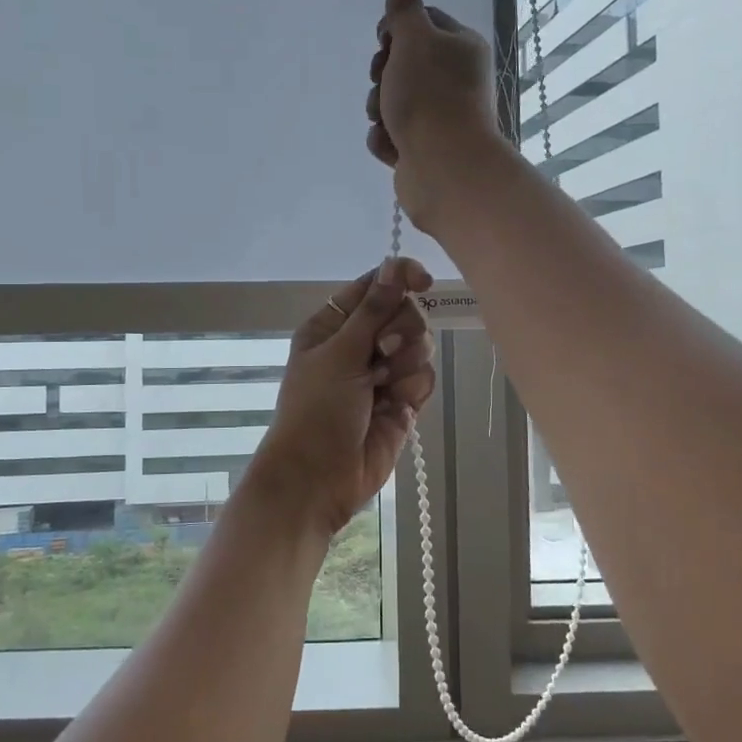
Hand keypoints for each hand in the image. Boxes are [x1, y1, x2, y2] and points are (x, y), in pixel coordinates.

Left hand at [243, 258, 438, 534]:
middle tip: (383, 351)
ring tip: (384, 385)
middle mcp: (358, 344)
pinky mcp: (402, 401)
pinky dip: (414, 388)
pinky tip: (397, 406)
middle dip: (402, 329)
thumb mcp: (340, 352)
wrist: (318, 477)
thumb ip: (373, 309)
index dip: (400, 278)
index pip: (374, 286)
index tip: (422, 282)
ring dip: (408, 361)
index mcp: (333, 325)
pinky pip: (424, 378)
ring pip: (420, 345)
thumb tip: (394, 264)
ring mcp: (382, 374)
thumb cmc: (317, 408)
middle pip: (404, 312)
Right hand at [365, 0, 502, 229]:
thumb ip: (404, 8)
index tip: (383, 41)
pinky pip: (392, 135)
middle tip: (384, 82)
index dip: (396, 29)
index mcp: (461, 48)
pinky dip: (386, 139)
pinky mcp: (425, 149)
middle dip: (383, 74)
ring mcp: (440, 117)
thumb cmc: (430, 97)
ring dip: (380, 109)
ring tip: (388, 121)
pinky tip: (391, 146)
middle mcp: (456, 80)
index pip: (424, 22)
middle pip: (404, 63)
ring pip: (393, 101)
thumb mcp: (414, 39)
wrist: (444, 167)